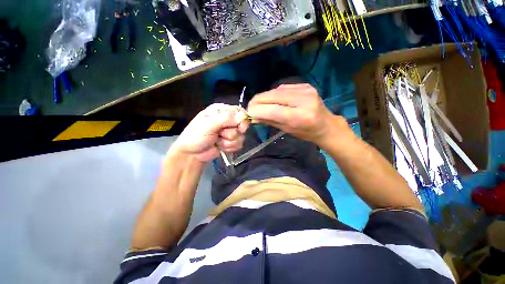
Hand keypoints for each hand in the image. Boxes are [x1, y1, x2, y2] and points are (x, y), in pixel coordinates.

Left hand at [170, 103, 248, 162]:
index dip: (242, 120)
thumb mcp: (209, 124)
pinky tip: (220, 147)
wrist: (192, 154)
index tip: (240, 128)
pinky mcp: (231, 142)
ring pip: (241, 137)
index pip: (240, 111)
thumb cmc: (196, 135)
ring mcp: (230, 132)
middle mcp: (228, 120)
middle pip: (243, 125)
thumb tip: (244, 116)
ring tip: (217, 142)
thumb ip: (226, 119)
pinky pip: (238, 145)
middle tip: (221, 135)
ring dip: (229, 142)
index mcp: (221, 111)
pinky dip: (229, 147)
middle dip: (232, 133)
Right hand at [247, 84, 349, 146]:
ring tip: (259, 104)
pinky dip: (273, 94)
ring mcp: (305, 89)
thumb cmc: (306, 133)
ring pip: (276, 90)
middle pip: (273, 96)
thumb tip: (253, 116)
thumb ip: (270, 121)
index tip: (248, 112)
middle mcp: (304, 100)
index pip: (274, 110)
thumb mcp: (287, 130)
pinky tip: (272, 100)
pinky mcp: (304, 85)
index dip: (258, 110)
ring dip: (264, 97)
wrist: (326, 125)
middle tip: (250, 107)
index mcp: (301, 117)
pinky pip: (282, 88)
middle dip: (258, 101)